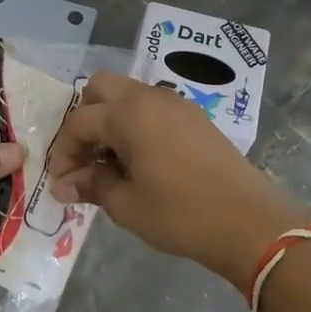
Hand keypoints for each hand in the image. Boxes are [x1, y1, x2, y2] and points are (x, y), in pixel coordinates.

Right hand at [49, 72, 310, 284]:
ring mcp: (176, 104)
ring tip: (111, 164)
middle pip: (101, 89)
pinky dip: (136, 125)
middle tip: (85, 157)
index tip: (62, 183)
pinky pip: (153, 109)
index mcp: (127, 113)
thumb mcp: (126, 204)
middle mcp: (150, 97)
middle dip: (85, 119)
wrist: (248, 223)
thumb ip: (92, 185)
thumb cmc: (180, 214)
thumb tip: (65, 185)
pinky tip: (140, 162)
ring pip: (129, 96)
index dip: (64, 152)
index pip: (79, 122)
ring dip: (111, 121)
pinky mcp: (195, 118)